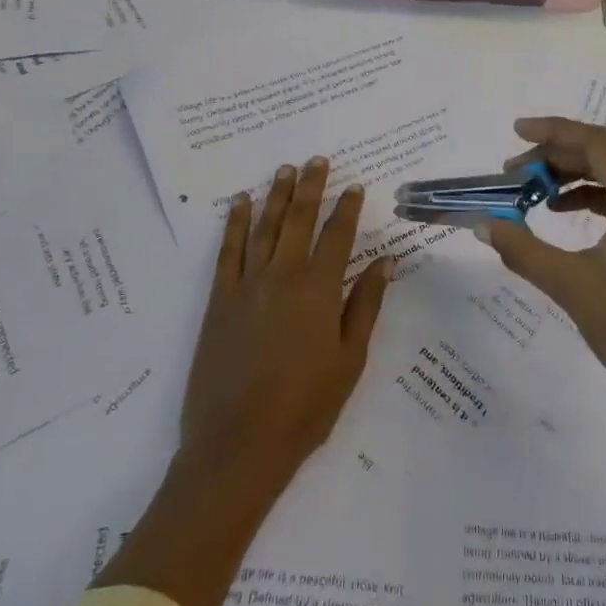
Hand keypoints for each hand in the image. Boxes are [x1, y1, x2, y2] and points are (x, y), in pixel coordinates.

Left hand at [180, 157, 394, 491]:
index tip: (355, 185)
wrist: (237, 445)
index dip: (347, 209)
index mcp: (319, 290)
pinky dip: (234, 224)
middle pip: (299, 220)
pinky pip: (228, 252)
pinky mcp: (219, 301)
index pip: (337, 236)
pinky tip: (239, 203)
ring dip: (275, 196)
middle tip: (316, 160)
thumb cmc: (305, 407)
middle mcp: (283, 277)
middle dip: (310, 188)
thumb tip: (386, 261)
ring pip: (264, 228)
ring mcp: (247, 286)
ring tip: (284, 169)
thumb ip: (365, 305)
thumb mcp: (349, 359)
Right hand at [474, 118, 605, 425]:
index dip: (554, 131)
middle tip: (512, 173)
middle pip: (604, 157)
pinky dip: (588, 200)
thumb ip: (523, 249)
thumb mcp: (570, 285)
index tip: (515, 132)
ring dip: (570, 178)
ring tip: (530, 192)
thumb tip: (483, 224)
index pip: (597, 144)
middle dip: (555, 158)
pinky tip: (560, 214)